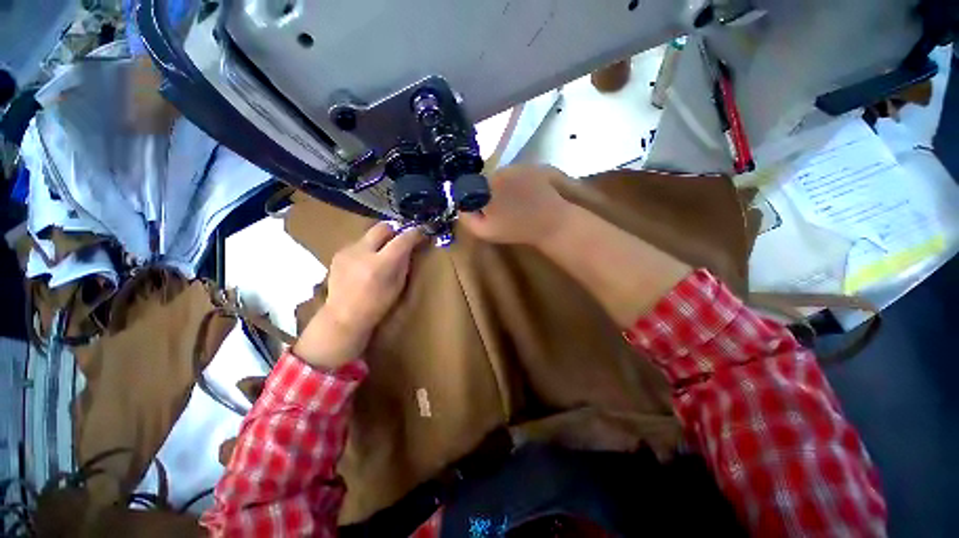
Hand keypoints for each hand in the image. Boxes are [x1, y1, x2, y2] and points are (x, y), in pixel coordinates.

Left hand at [293, 223, 422, 367]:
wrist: (344, 316)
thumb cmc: (377, 305)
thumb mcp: (398, 285)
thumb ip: (404, 263)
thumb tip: (409, 247)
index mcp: (381, 264)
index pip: (402, 239)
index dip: (415, 233)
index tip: (421, 233)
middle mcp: (363, 252)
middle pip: (383, 227)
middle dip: (395, 230)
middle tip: (402, 239)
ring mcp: (348, 251)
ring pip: (369, 234)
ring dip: (380, 240)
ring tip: (383, 253)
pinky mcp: (339, 253)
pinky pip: (359, 243)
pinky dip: (368, 248)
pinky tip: (367, 262)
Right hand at [459, 165, 573, 246]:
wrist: (551, 222)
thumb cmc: (516, 230)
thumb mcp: (484, 231)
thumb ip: (466, 217)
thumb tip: (460, 204)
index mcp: (485, 186)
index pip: (471, 187)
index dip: (476, 199)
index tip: (487, 211)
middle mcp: (499, 171)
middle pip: (487, 180)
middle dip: (491, 193)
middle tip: (504, 209)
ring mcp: (518, 166)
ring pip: (503, 175)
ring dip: (506, 187)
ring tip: (518, 203)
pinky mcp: (533, 165)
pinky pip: (518, 173)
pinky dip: (519, 182)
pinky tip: (528, 196)